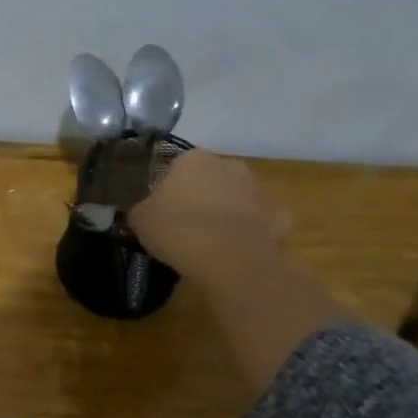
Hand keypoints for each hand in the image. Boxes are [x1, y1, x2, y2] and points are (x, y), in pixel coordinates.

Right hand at [128, 148, 280, 272]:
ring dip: (225, 211)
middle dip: (200, 195)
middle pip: (209, 178)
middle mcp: (229, 165)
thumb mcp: (139, 219)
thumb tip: (146, 211)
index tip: (160, 210)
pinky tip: (236, 250)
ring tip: (210, 240)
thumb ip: (142, 209)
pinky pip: (258, 222)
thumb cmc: (177, 229)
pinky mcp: (278, 216)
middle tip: (184, 223)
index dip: (167, 188)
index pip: (176, 166)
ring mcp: (257, 189)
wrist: (228, 259)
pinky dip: (249, 232)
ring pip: (235, 197)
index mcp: (193, 159)